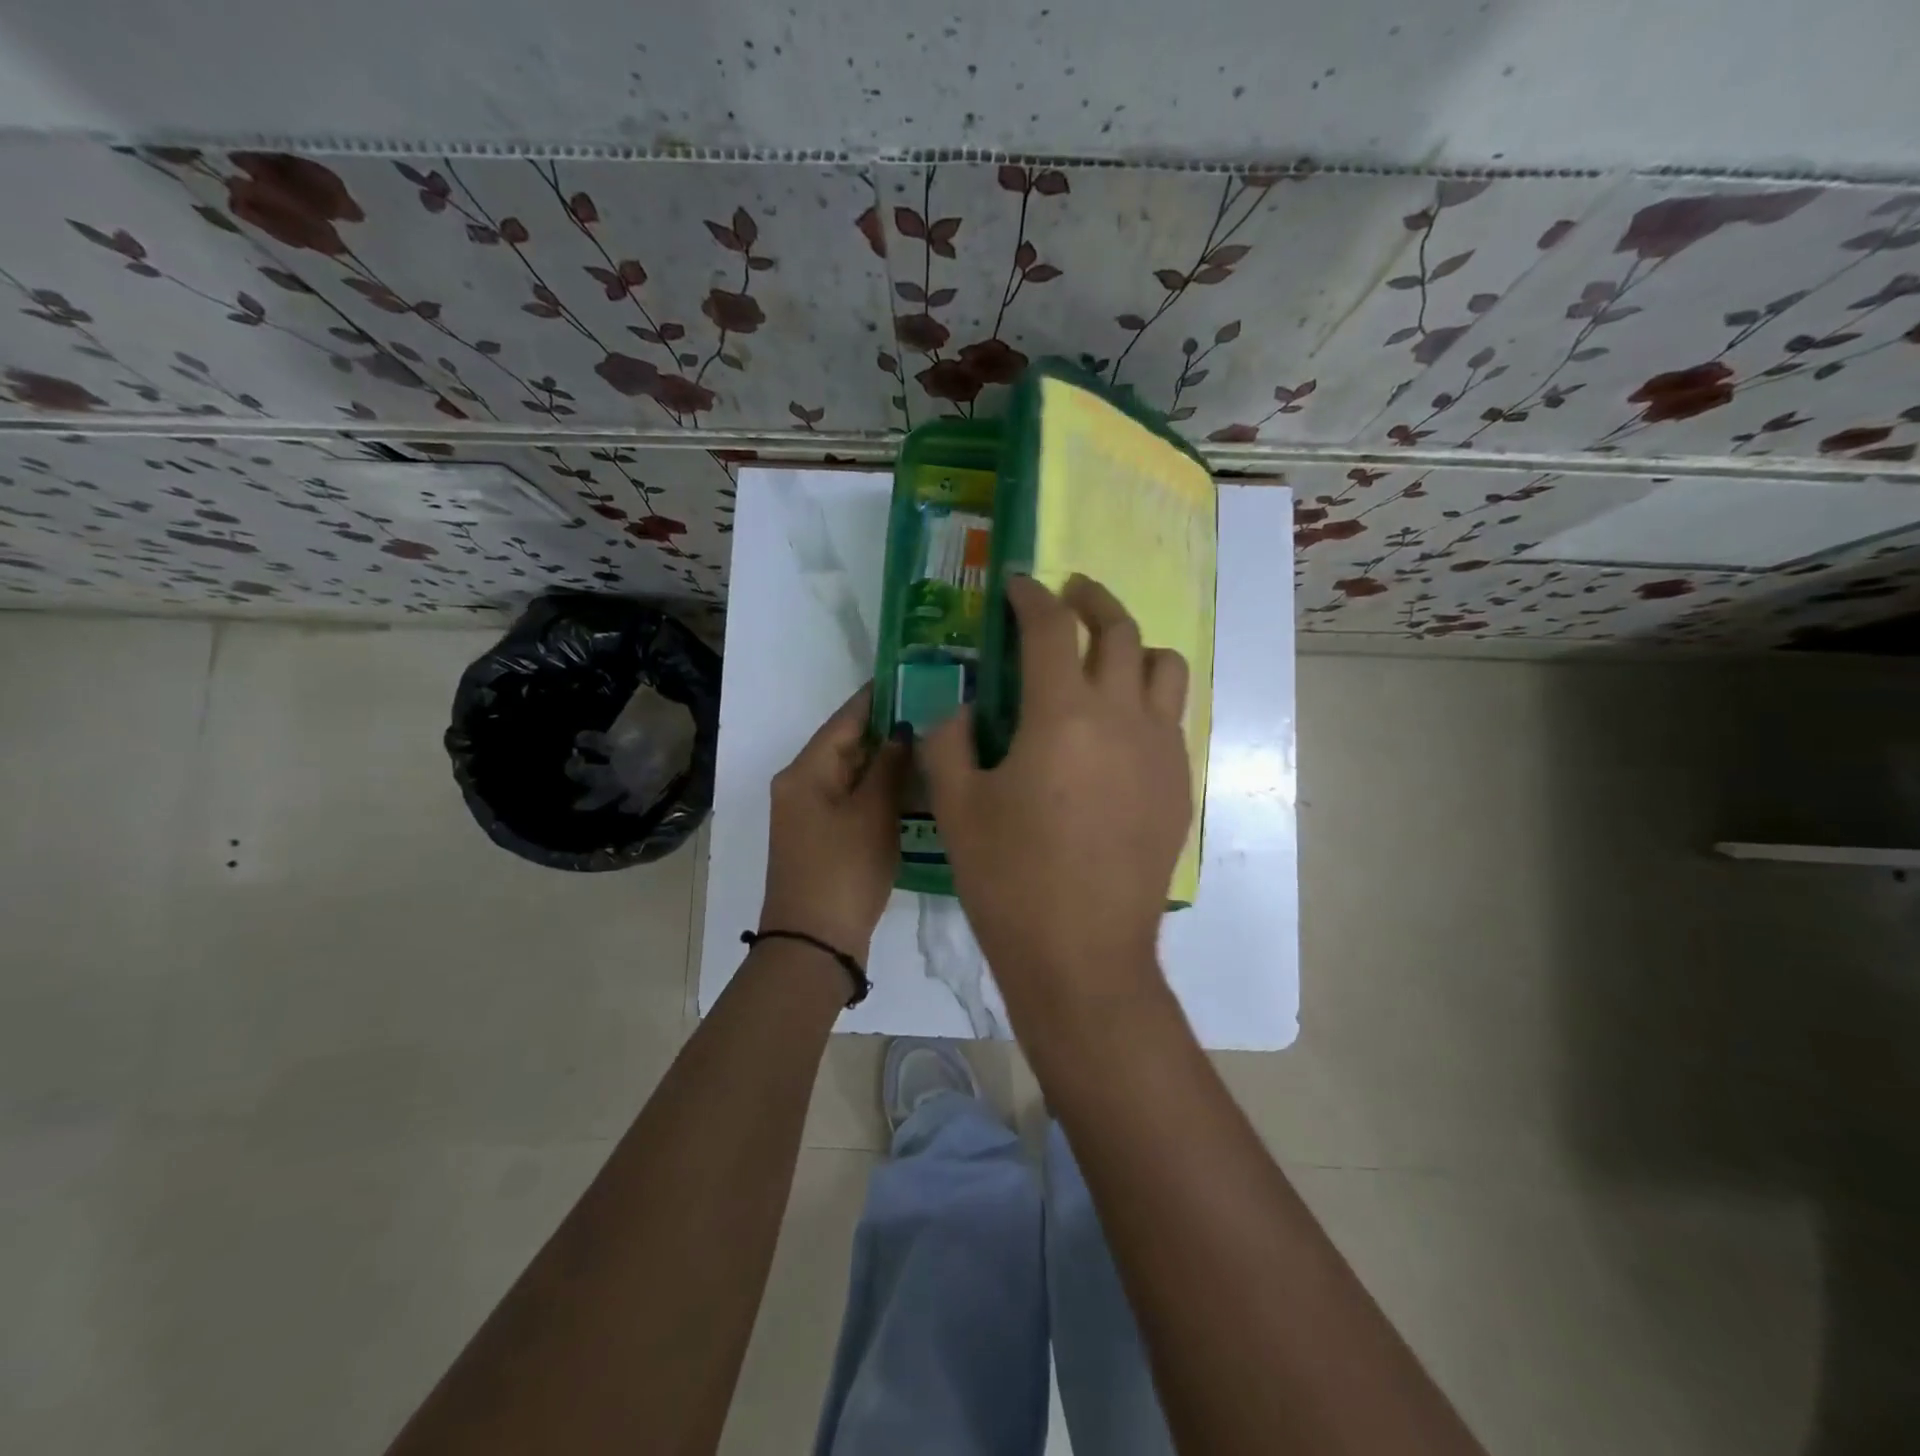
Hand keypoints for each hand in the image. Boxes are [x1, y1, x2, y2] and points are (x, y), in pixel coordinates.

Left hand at [759, 684, 908, 957]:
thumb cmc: (843, 871)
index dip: (877, 696)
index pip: (845, 719)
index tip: (911, 675)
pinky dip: (880, 788)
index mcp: (806, 771)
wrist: (813, 944)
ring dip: (887, 759)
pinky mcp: (824, 837)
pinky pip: (854, 798)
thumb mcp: (872, 814)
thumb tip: (903, 730)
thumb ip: (890, 767)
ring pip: (853, 773)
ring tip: (932, 741)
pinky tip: (914, 783)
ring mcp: (811, 813)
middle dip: (887, 728)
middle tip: (934, 709)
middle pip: (847, 744)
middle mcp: (802, 785)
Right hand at [920, 575, 1192, 1015]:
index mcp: (1062, 714)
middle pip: (1120, 630)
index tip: (1016, 587)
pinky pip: (1171, 716)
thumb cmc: (1010, 879)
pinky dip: (1146, 697)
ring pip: (1164, 666)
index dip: (1030, 597)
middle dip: (1091, 601)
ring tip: (1104, 655)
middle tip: (1068, 595)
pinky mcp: (1179, 783)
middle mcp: (1123, 716)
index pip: (1051, 627)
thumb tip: (958, 705)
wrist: (1083, 954)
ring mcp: (1161, 750)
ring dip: (1132, 645)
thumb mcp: (957, 805)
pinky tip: (1117, 727)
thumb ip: (948, 738)